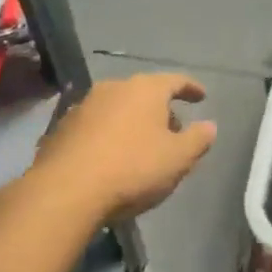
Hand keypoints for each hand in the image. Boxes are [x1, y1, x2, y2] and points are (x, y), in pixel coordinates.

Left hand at [34, 71, 216, 220]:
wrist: (65, 191)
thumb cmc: (132, 168)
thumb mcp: (178, 158)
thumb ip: (198, 139)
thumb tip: (209, 126)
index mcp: (145, 89)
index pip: (175, 80)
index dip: (191, 88)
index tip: (202, 97)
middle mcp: (113, 88)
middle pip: (144, 93)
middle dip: (161, 110)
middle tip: (173, 131)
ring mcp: (83, 106)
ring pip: (118, 108)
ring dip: (133, 122)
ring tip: (142, 146)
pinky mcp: (61, 128)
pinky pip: (96, 126)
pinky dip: (109, 135)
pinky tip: (112, 158)